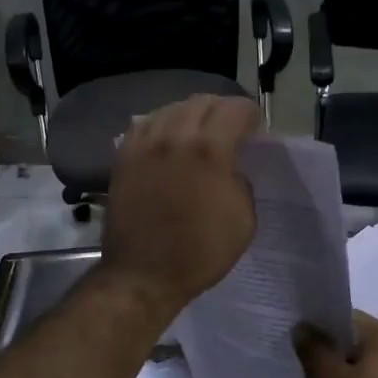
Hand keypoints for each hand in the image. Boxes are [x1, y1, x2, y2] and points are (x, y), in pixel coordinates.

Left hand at [101, 95, 261, 316]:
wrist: (144, 274)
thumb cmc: (200, 252)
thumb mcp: (243, 220)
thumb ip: (241, 183)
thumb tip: (231, 169)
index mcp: (209, 150)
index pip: (234, 109)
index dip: (250, 115)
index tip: (255, 129)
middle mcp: (173, 136)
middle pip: (201, 102)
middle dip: (221, 109)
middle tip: (230, 127)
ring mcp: (144, 145)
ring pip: (170, 109)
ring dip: (190, 114)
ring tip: (198, 130)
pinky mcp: (123, 158)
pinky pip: (144, 125)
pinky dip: (161, 125)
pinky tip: (166, 138)